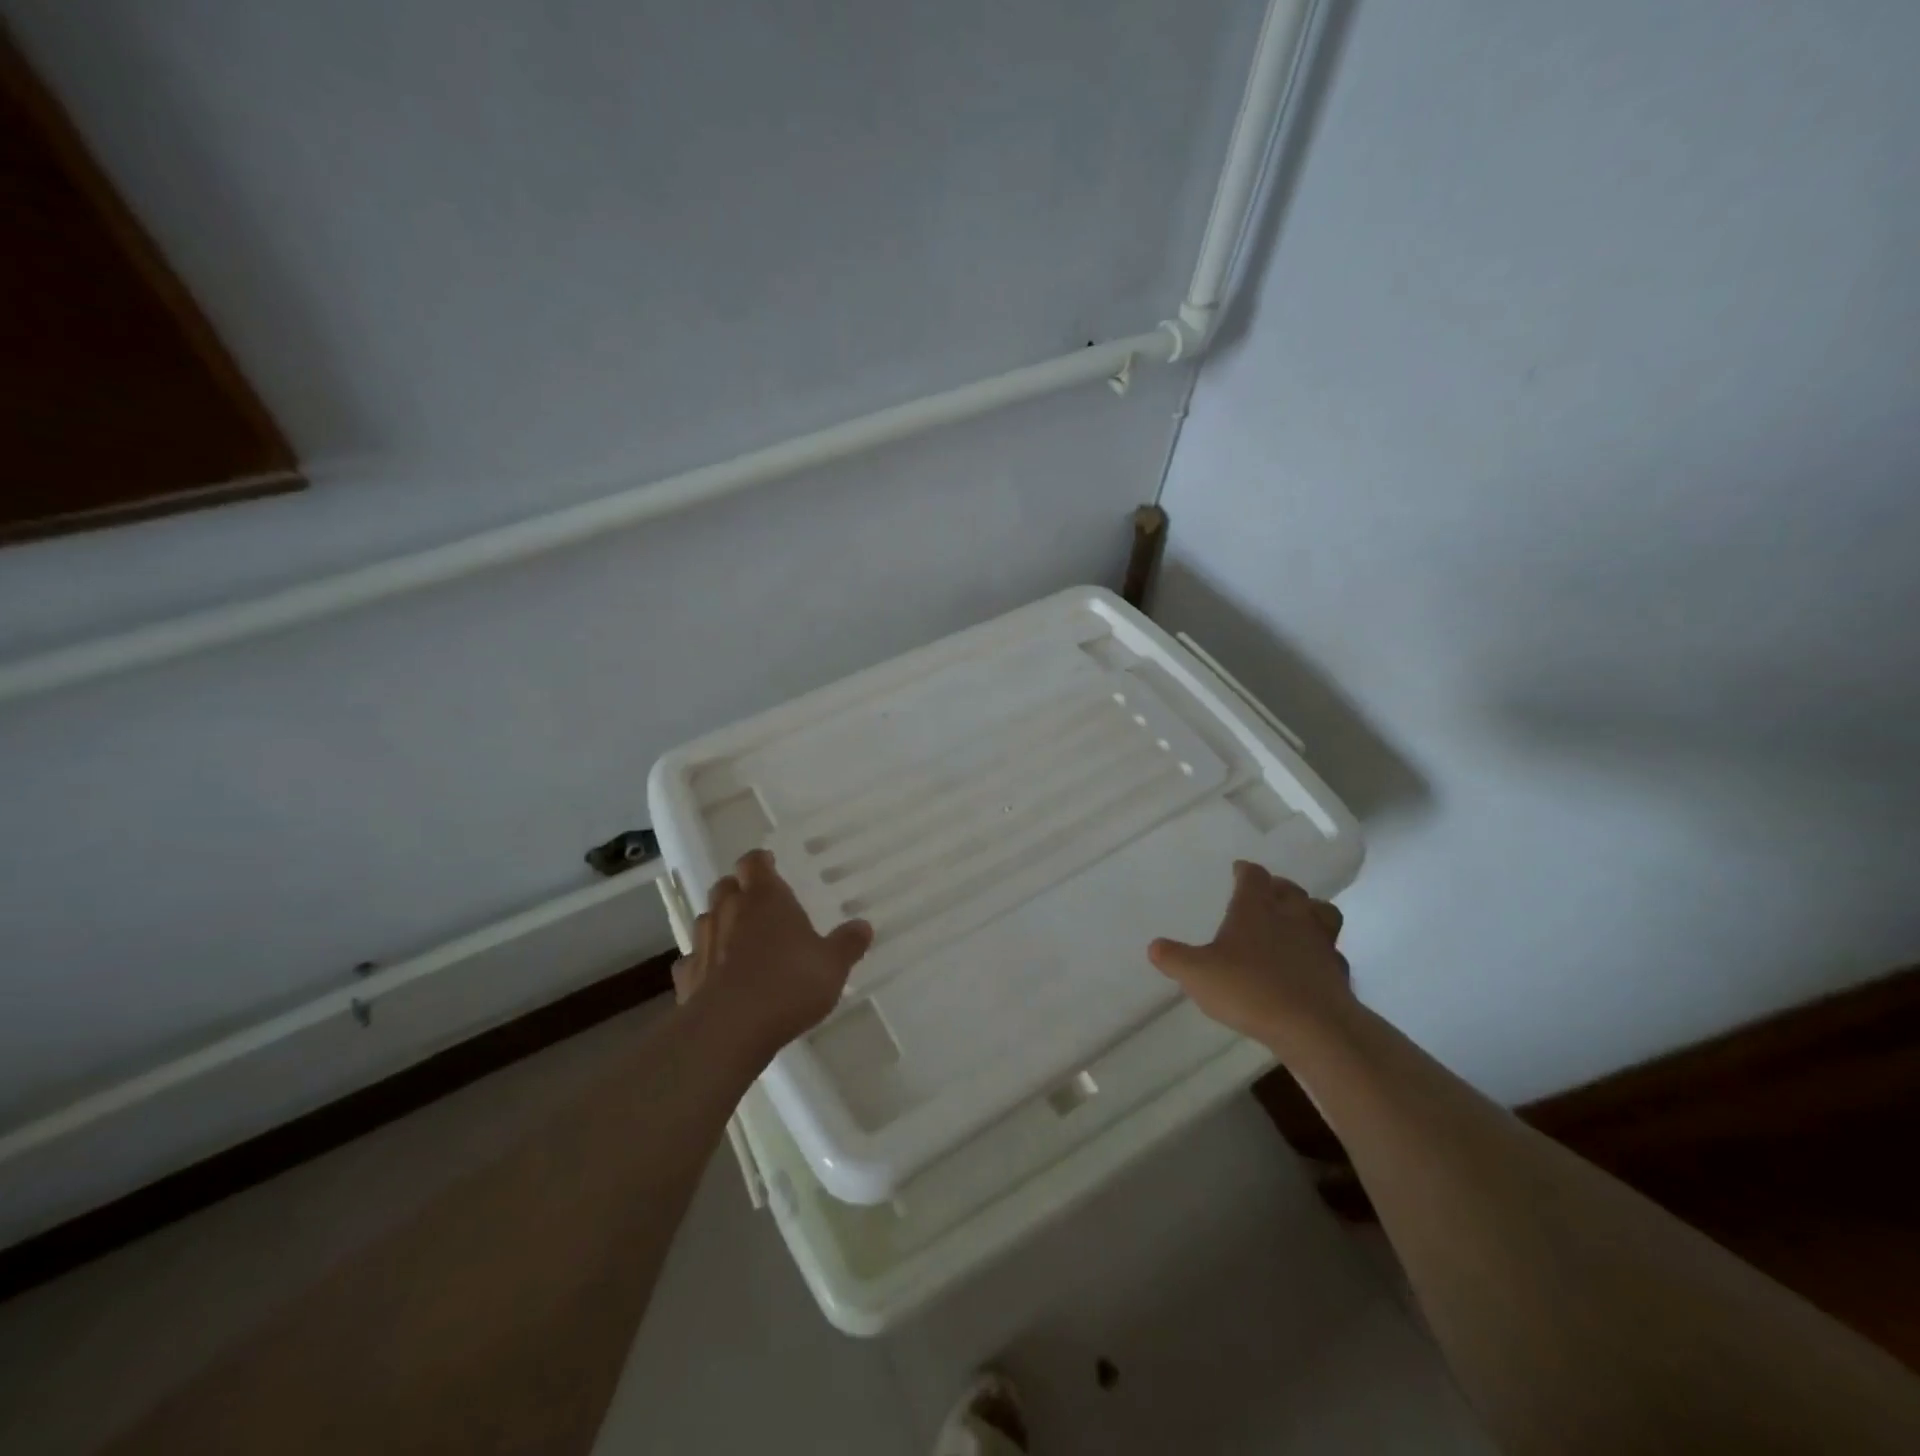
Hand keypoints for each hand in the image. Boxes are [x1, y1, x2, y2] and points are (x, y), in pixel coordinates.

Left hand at [673, 849, 873, 1062]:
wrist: (730, 1029)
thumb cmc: (789, 983)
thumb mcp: (833, 965)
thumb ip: (847, 943)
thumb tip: (863, 926)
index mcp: (765, 898)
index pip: (754, 863)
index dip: (760, 861)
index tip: (769, 864)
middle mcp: (729, 911)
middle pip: (725, 886)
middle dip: (737, 889)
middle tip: (755, 902)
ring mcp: (702, 943)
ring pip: (706, 920)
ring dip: (719, 923)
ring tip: (737, 938)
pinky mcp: (686, 978)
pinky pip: (691, 960)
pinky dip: (702, 962)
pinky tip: (714, 975)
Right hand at [1148, 860, 1354, 1050]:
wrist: (1314, 1027)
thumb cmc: (1250, 989)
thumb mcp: (1197, 974)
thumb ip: (1174, 958)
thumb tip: (1154, 946)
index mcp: (1256, 908)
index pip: (1253, 876)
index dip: (1245, 871)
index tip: (1239, 870)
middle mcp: (1291, 916)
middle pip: (1290, 890)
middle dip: (1277, 888)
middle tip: (1267, 893)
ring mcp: (1320, 943)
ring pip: (1321, 913)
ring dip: (1309, 911)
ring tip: (1297, 921)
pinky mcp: (1339, 972)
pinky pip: (1332, 952)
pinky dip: (1322, 953)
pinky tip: (1311, 965)